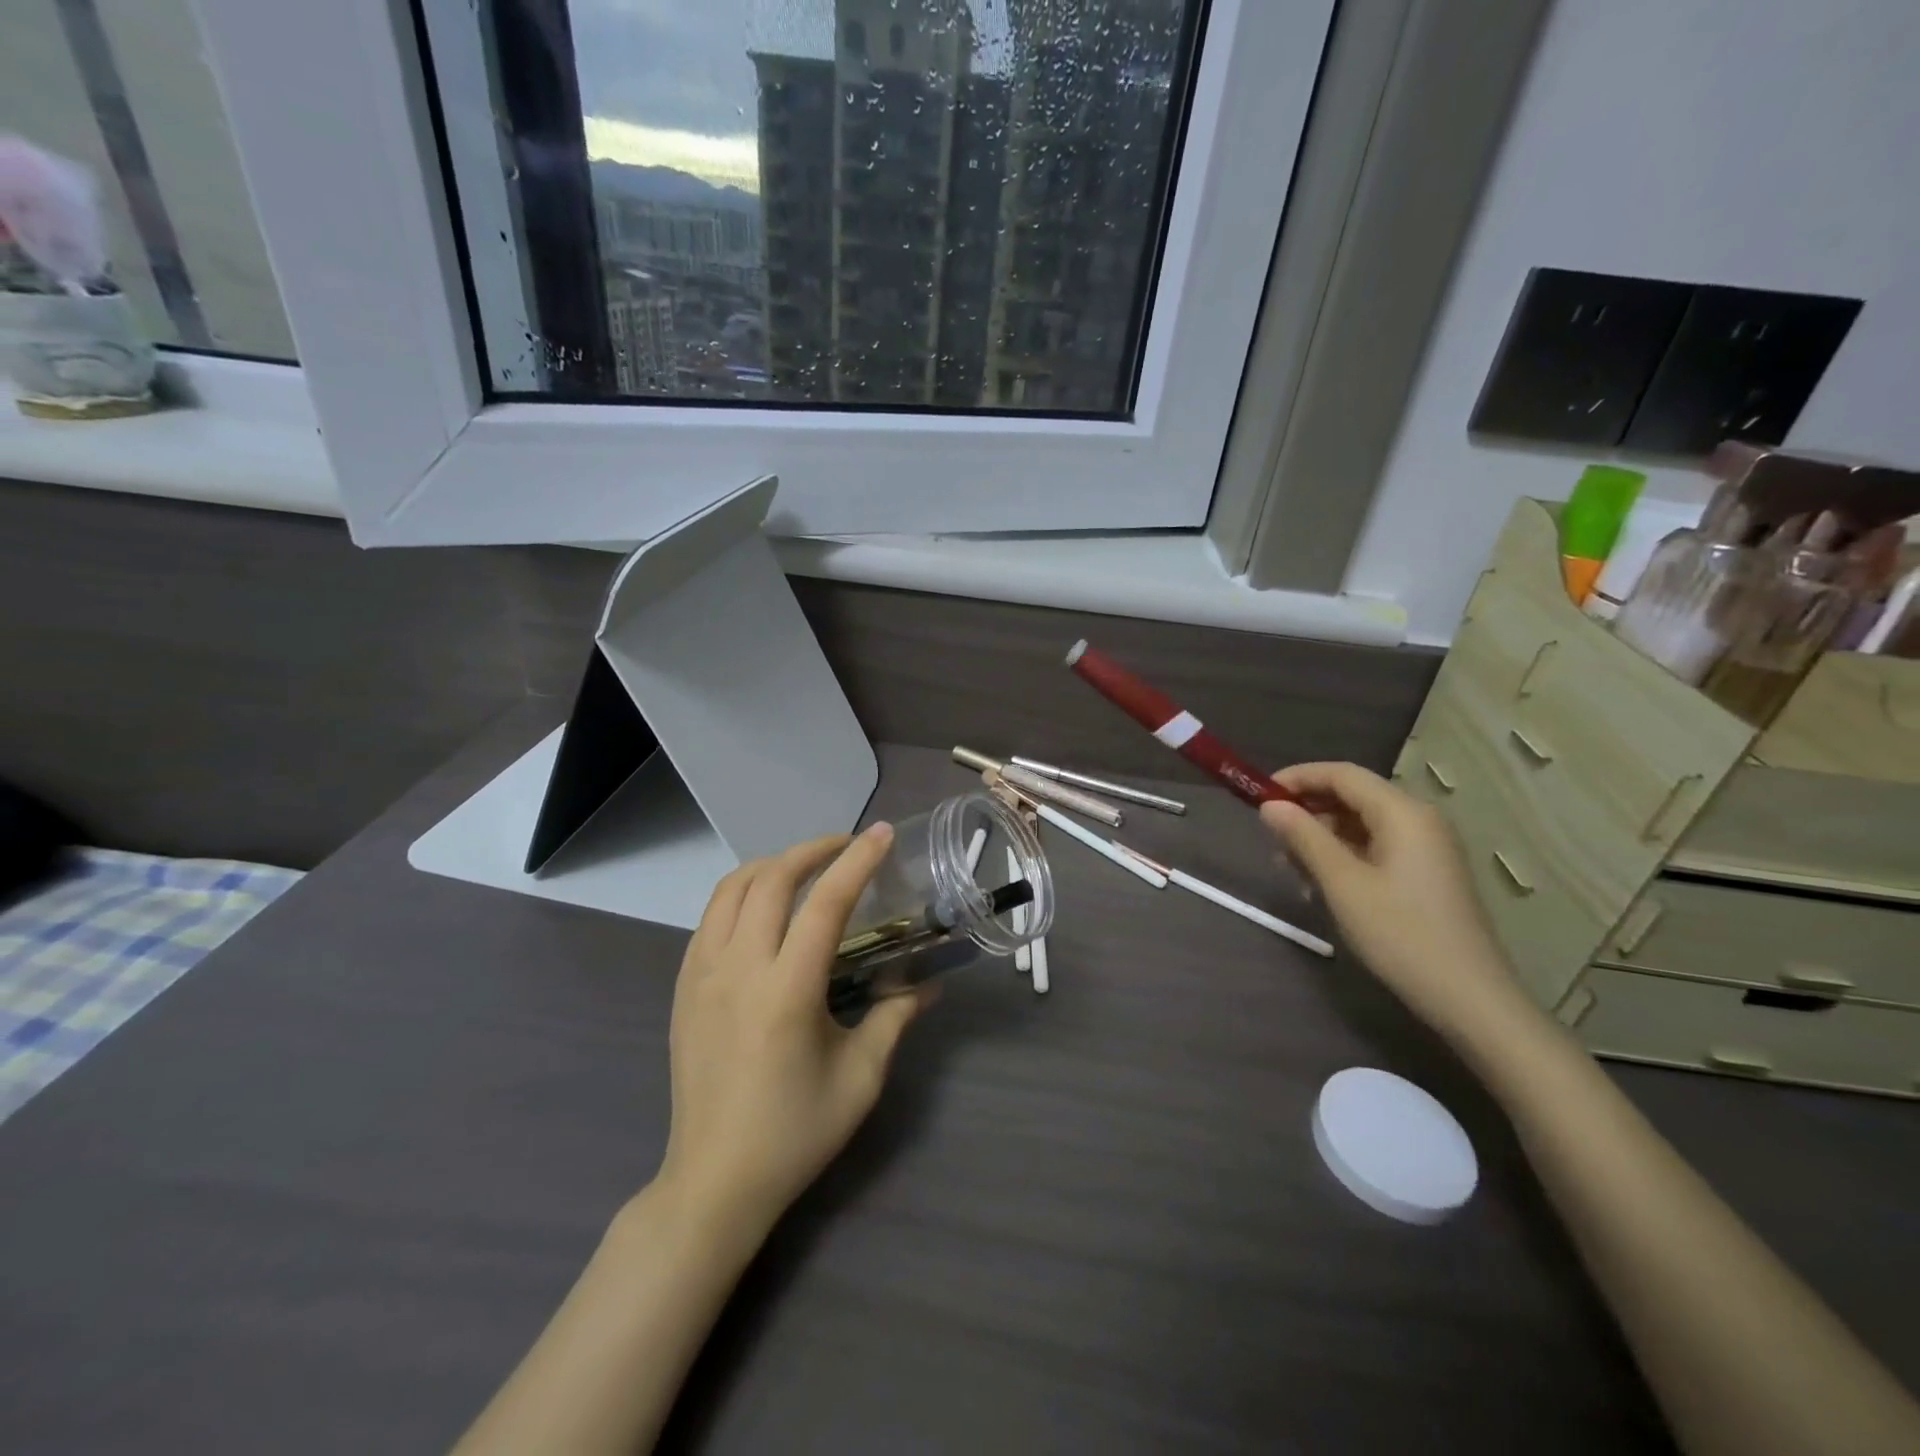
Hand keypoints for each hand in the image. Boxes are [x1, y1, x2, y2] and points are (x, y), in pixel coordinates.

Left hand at [656, 824, 929, 1239]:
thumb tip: (931, 985)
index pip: (825, 903)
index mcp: (786, 991)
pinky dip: (742, 893)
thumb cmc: (795, 1132)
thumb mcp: (860, 1078)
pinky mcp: (683, 986)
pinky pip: (711, 917)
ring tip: (806, 867)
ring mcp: (701, 975)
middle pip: (770, 879)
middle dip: (812, 849)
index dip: (857, 861)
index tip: (881, 834)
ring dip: (772, 865)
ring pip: (731, 888)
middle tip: (847, 846)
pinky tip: (765, 908)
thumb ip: (895, 1017)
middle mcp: (738, 970)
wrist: (714, 1181)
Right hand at [1260, 762, 1533, 1046]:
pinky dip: (1344, 855)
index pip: (1342, 774)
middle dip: (1308, 810)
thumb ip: (1304, 837)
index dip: (1297, 778)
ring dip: (1322, 836)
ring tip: (1289, 866)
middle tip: (1270, 836)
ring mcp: (1427, 847)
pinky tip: (1321, 882)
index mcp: (1402, 813)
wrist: (1469, 998)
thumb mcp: (1342, 884)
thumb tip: (1270, 806)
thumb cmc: (1400, 934)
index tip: (1259, 795)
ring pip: (1362, 823)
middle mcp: (1419, 820)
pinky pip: (1376, 846)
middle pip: (1353, 796)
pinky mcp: (1427, 873)